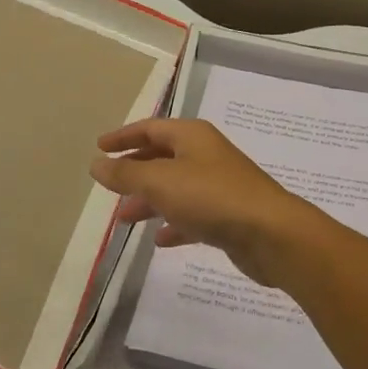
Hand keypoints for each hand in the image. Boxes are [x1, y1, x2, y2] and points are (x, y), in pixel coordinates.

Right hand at [90, 119, 326, 288]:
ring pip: (176, 188)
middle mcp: (206, 155)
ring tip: (125, 219)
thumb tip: (97, 163)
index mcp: (192, 137)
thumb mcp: (160, 182)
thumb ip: (126, 173)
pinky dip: (174, 223)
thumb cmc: (211, 197)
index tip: (99, 147)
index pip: (151, 128)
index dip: (123, 136)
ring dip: (150, 200)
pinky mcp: (228, 215)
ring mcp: (219, 185)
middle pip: (163, 157)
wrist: (270, 234)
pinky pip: (193, 214)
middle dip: (135, 171)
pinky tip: (160, 240)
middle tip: (110, 187)